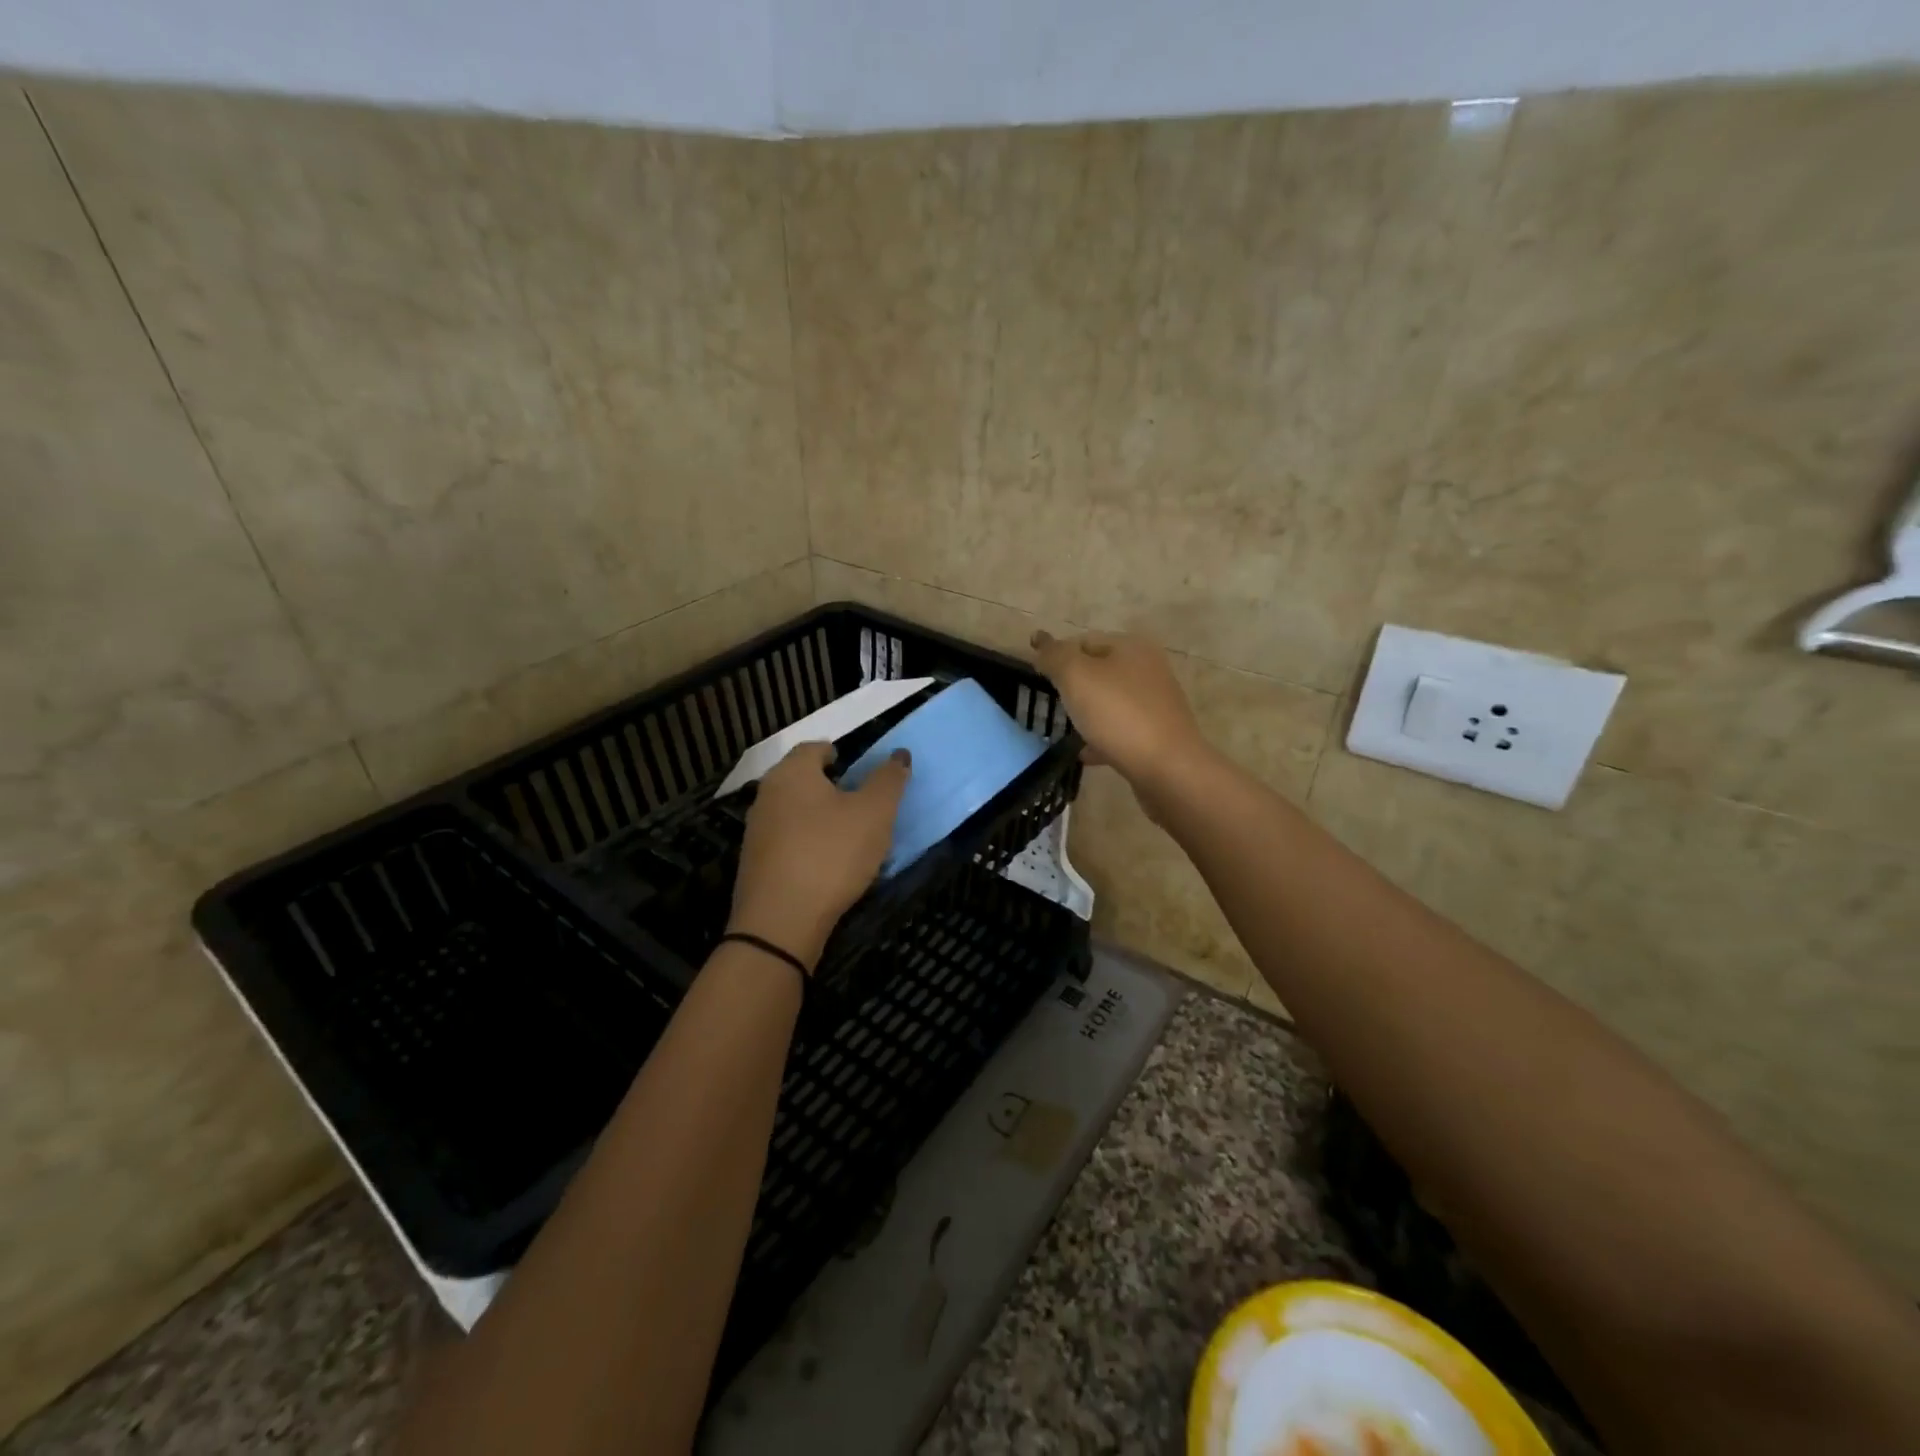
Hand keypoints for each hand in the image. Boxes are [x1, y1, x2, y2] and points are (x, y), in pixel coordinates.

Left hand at [726, 741, 911, 971]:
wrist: (781, 921)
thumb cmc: (831, 854)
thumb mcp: (874, 813)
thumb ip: (889, 780)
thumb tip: (899, 754)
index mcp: (793, 773)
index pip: (814, 748)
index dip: (838, 754)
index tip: (858, 768)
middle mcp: (767, 794)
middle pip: (801, 779)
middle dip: (829, 786)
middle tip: (860, 801)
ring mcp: (756, 831)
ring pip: (793, 812)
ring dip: (819, 817)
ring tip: (849, 835)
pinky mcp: (755, 864)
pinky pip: (787, 842)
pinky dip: (808, 844)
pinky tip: (828, 865)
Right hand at [1029, 631, 1208, 792]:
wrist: (1168, 768)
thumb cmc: (1119, 715)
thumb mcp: (1076, 676)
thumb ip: (1055, 656)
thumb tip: (1040, 640)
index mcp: (1131, 647)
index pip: (1084, 641)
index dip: (1058, 656)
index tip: (1037, 678)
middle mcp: (1148, 669)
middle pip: (1098, 671)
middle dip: (1073, 686)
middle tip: (1051, 704)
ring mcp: (1155, 703)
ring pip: (1109, 702)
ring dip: (1087, 713)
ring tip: (1065, 730)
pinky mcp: (1157, 734)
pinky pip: (1120, 730)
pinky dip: (1101, 738)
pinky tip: (1085, 753)